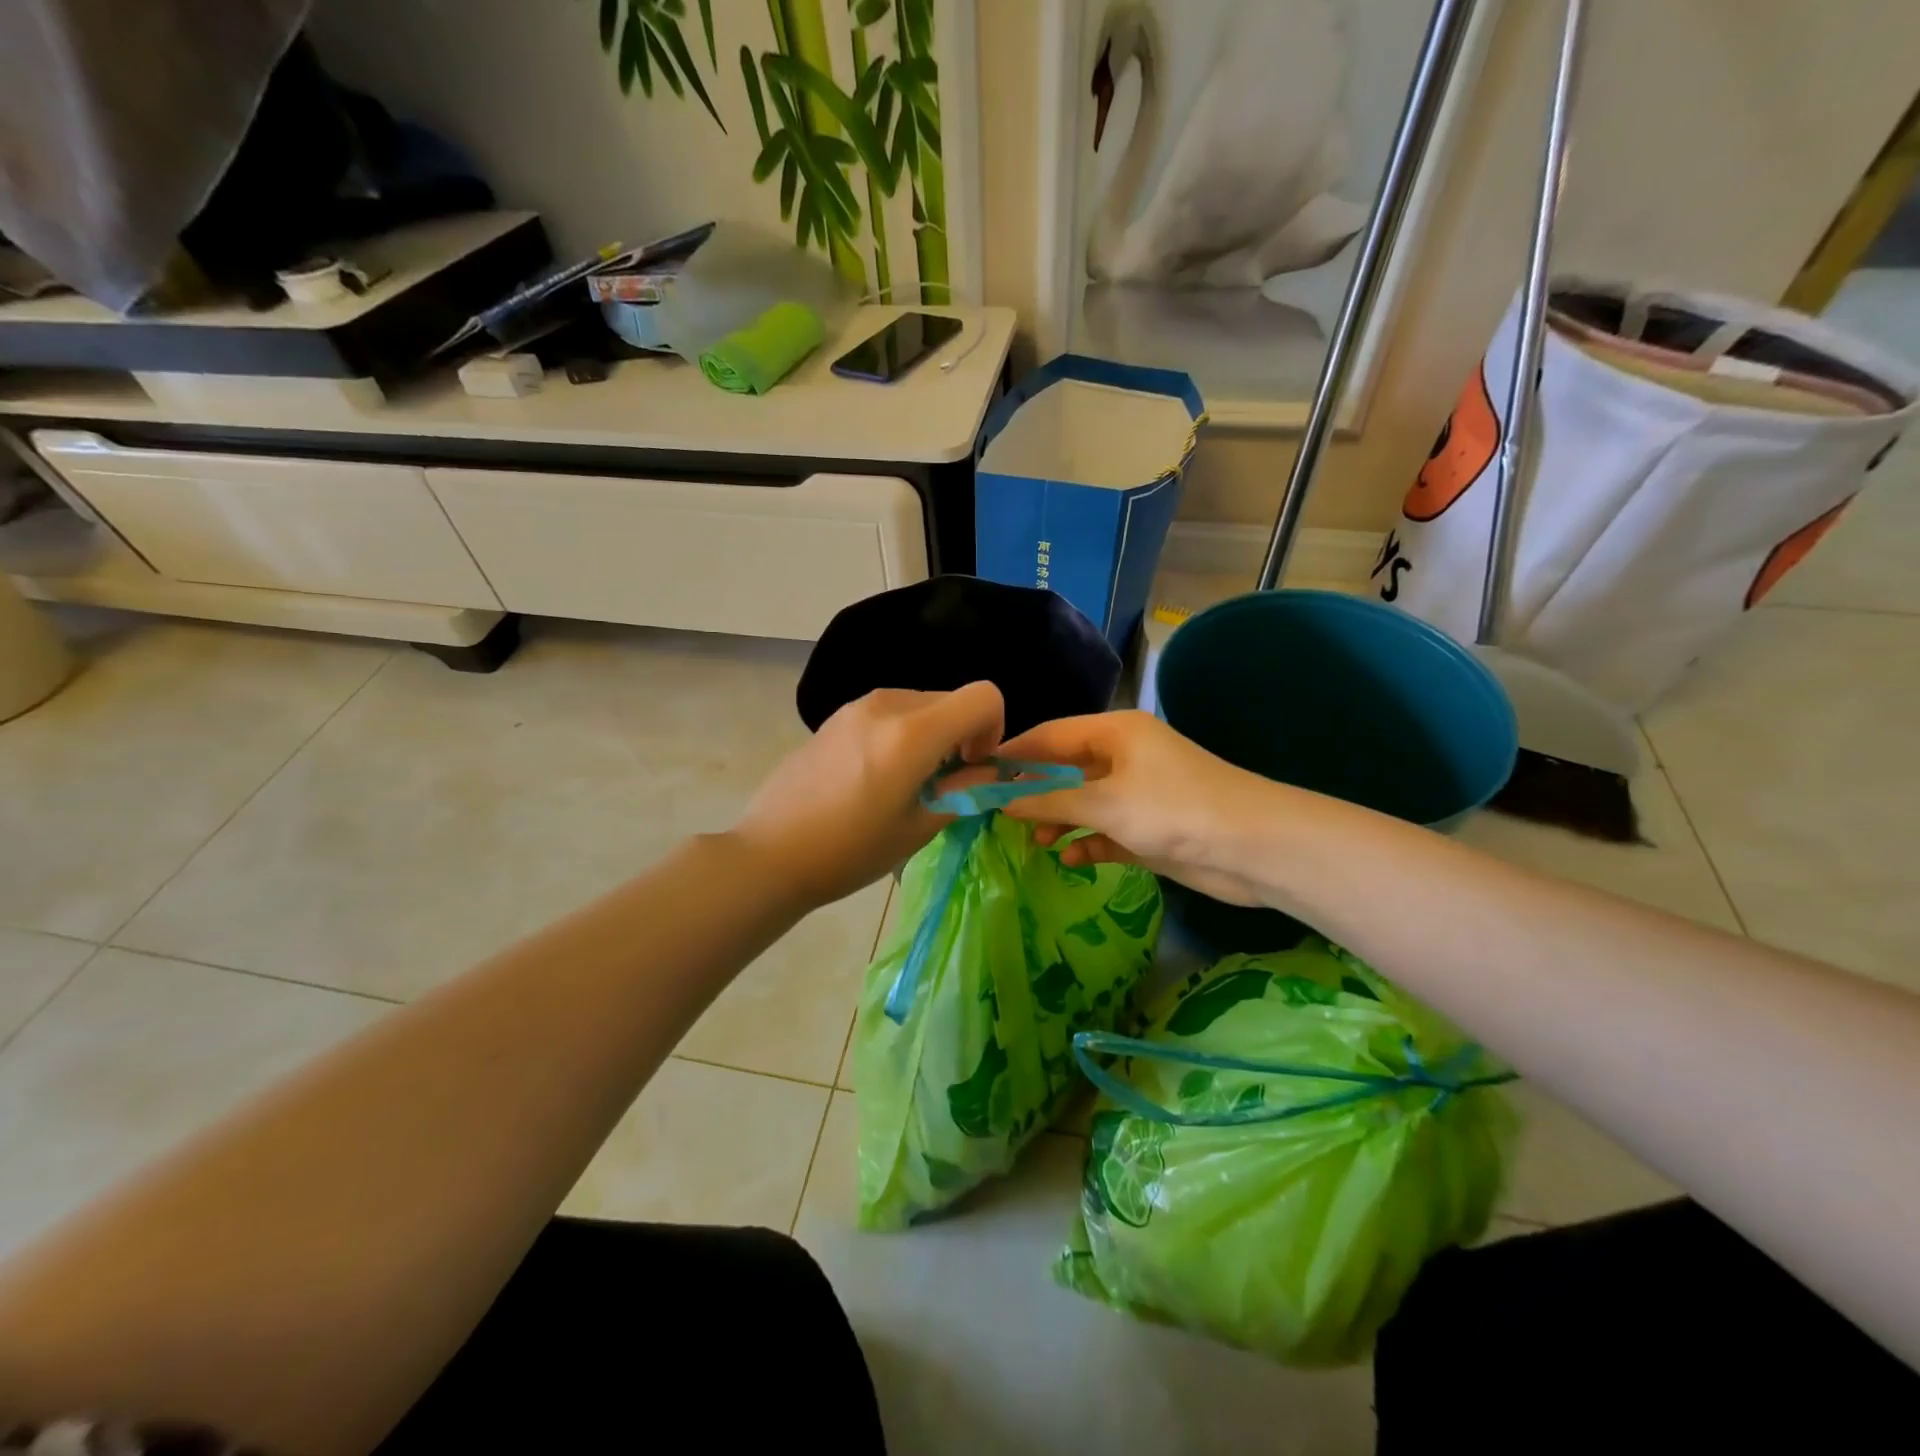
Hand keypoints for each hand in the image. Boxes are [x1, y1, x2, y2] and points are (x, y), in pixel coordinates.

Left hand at [733, 682, 1004, 908]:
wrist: (770, 854)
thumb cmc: (850, 851)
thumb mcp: (919, 828)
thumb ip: (965, 792)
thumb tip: (989, 773)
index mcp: (912, 732)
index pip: (984, 696)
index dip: (994, 729)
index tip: (972, 766)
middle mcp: (887, 703)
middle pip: (952, 699)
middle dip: (962, 735)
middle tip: (942, 783)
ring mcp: (857, 705)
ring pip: (921, 704)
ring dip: (932, 735)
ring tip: (907, 782)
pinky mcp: (837, 716)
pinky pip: (890, 712)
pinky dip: (903, 733)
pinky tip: (875, 776)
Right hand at [997, 710, 1290, 907]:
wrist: (1253, 848)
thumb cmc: (1174, 809)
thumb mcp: (1105, 803)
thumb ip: (1051, 802)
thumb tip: (1002, 801)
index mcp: (1115, 732)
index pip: (1052, 735)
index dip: (1015, 752)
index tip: (978, 772)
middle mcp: (1125, 757)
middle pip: (1067, 769)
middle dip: (1035, 791)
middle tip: (999, 813)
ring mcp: (1140, 794)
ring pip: (1085, 803)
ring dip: (1060, 820)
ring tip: (1033, 841)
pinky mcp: (1151, 828)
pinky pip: (1107, 831)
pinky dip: (1089, 842)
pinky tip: (1071, 858)